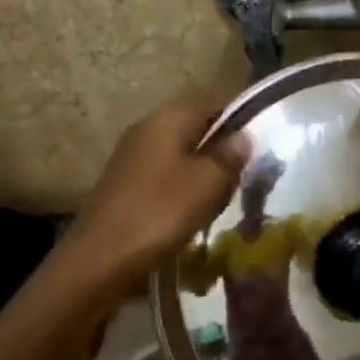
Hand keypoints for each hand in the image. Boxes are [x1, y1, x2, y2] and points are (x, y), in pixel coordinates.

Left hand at [60, 93, 249, 294]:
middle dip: (222, 148)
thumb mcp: (207, 183)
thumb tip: (244, 135)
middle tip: (242, 176)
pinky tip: (192, 211)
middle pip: (196, 126)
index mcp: (169, 117)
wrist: (100, 258)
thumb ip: (229, 155)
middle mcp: (148, 126)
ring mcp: (133, 154)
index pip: (214, 102)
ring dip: (203, 170)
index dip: (240, 120)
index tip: (260, 146)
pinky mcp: (125, 181)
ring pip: (181, 152)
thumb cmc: (160, 211)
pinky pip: (165, 173)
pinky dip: (183, 186)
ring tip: (221, 198)